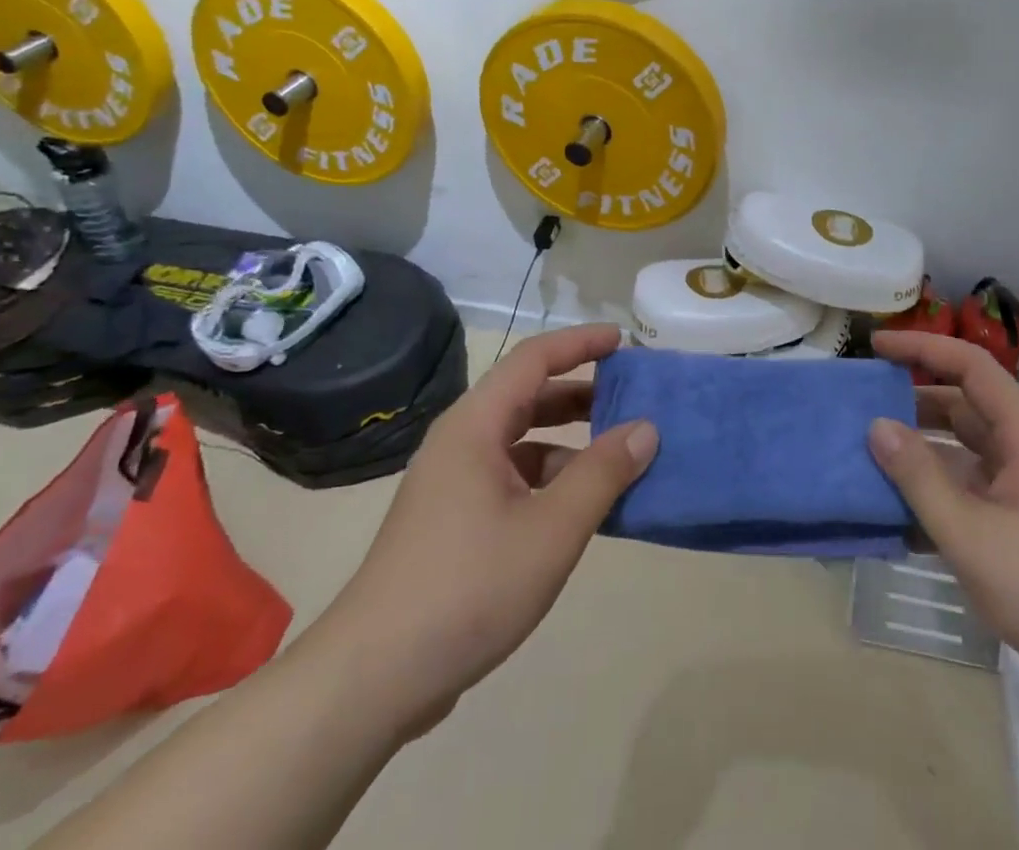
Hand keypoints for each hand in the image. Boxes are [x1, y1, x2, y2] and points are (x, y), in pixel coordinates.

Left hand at [321, 324, 656, 723]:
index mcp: (476, 425)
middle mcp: (461, 441)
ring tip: (615, 458)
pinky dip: (548, 479)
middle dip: (580, 392)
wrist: (372, 678)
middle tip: (630, 399)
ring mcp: (452, 482)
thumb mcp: (551, 529)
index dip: (581, 343)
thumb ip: (602, 473)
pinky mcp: (451, 520)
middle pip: (527, 396)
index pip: (534, 358)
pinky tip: (577, 510)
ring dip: (567, 441)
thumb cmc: (468, 587)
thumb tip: (646, 428)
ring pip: (519, 441)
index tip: (624, 341)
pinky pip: (510, 477)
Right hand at [868, 331, 1018, 701]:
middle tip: (861, 409)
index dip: (923, 348)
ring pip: (962, 457)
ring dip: (918, 457)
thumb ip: (920, 479)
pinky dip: (933, 501)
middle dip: (912, 404)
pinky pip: (967, 500)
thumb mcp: (973, 534)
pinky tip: (894, 521)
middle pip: (962, 410)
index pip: (970, 368)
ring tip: (866, 460)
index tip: (876, 346)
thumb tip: (877, 425)